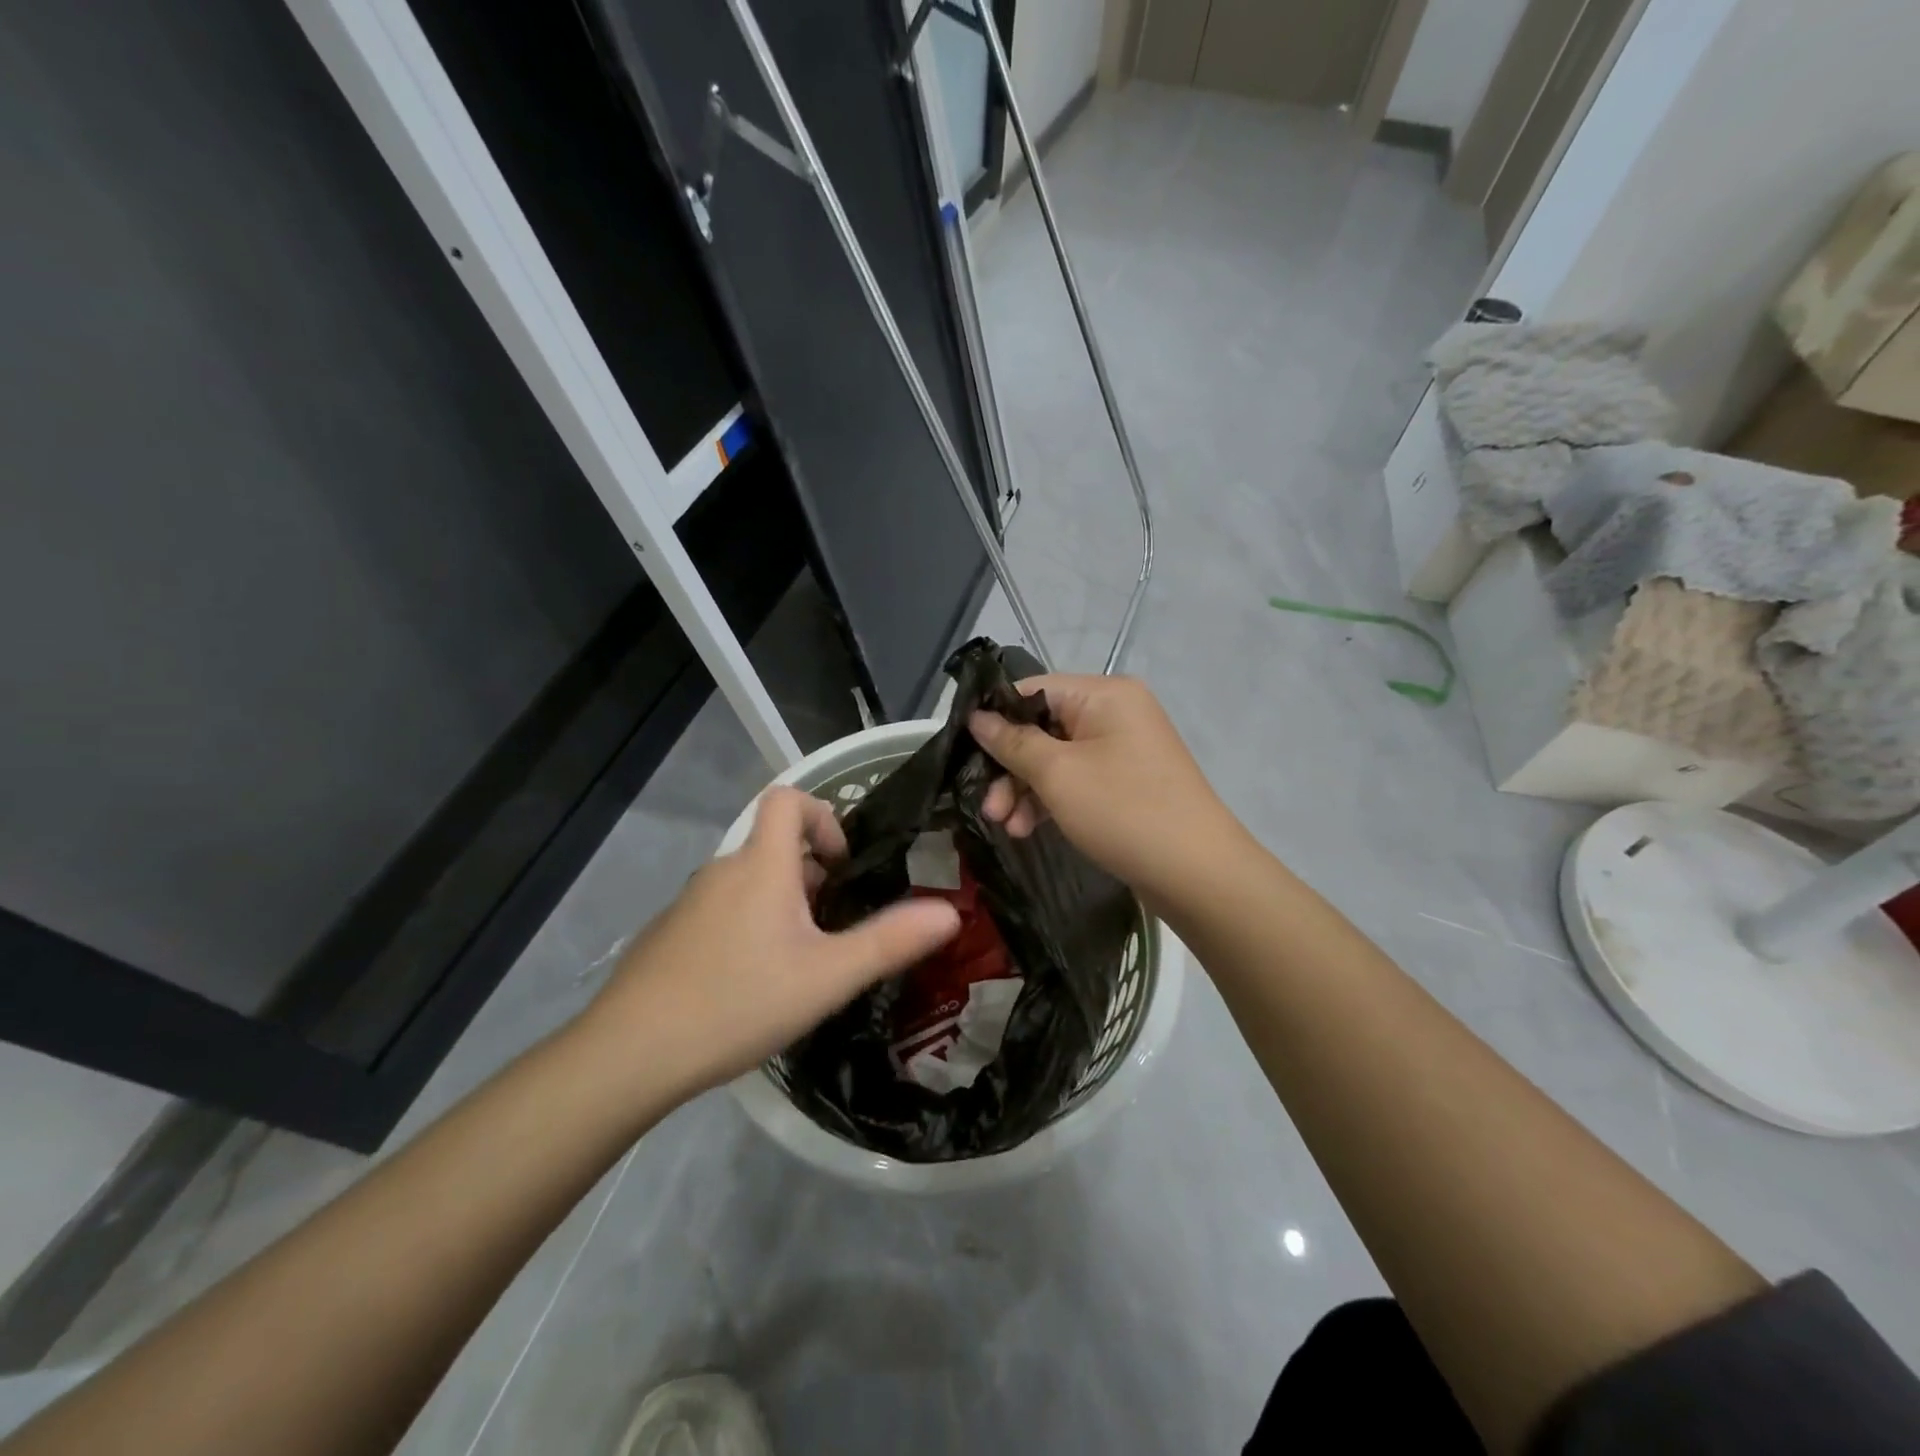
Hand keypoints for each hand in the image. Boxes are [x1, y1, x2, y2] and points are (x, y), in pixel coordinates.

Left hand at [574, 787, 959, 1100]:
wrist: (629, 1053)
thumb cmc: (739, 1001)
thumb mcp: (829, 976)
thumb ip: (890, 941)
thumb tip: (950, 912)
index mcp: (761, 865)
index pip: (788, 799)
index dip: (822, 817)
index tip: (841, 868)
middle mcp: (723, 870)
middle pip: (774, 846)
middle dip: (811, 877)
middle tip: (832, 930)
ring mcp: (690, 903)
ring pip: (749, 883)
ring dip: (781, 906)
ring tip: (798, 964)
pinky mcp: (670, 935)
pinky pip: (722, 912)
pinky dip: (747, 928)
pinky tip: (750, 986)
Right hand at [969, 674, 1243, 903]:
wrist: (1198, 874)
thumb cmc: (1124, 811)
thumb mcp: (1058, 775)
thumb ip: (1013, 742)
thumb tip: (977, 717)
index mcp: (1104, 694)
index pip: (1033, 690)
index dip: (995, 718)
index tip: (964, 751)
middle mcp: (1116, 712)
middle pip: (1043, 727)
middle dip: (1009, 767)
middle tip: (987, 807)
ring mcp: (1123, 749)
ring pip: (1056, 758)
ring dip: (1025, 790)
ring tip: (1005, 826)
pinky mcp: (1126, 782)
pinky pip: (1077, 779)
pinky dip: (1051, 800)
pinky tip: (1028, 828)